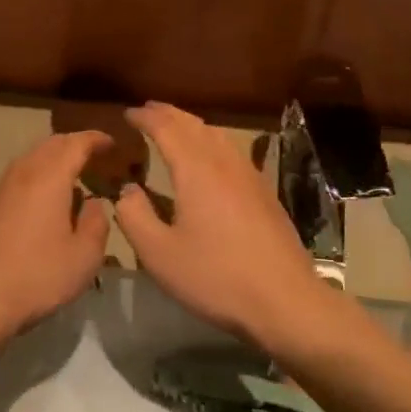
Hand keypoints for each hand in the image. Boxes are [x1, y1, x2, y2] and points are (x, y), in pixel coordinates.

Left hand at [0, 131, 114, 350]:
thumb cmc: (38, 278)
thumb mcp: (85, 256)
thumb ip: (97, 222)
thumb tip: (94, 202)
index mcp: (48, 179)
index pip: (75, 144)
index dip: (95, 139)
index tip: (111, 144)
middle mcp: (21, 175)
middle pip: (49, 145)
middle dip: (73, 144)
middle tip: (93, 155)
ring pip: (28, 160)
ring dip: (51, 160)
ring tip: (70, 177)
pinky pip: (14, 181)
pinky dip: (34, 178)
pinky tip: (40, 203)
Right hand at [114, 104, 353, 356]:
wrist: (284, 300)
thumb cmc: (215, 277)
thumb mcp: (158, 253)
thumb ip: (134, 216)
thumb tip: (127, 190)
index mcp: (196, 171)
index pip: (167, 129)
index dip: (146, 118)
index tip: (128, 113)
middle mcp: (225, 164)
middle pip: (195, 126)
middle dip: (169, 114)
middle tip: (149, 110)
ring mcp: (250, 177)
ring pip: (218, 136)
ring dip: (193, 126)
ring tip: (176, 128)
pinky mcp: (265, 194)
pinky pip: (232, 152)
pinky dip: (212, 143)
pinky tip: (211, 159)